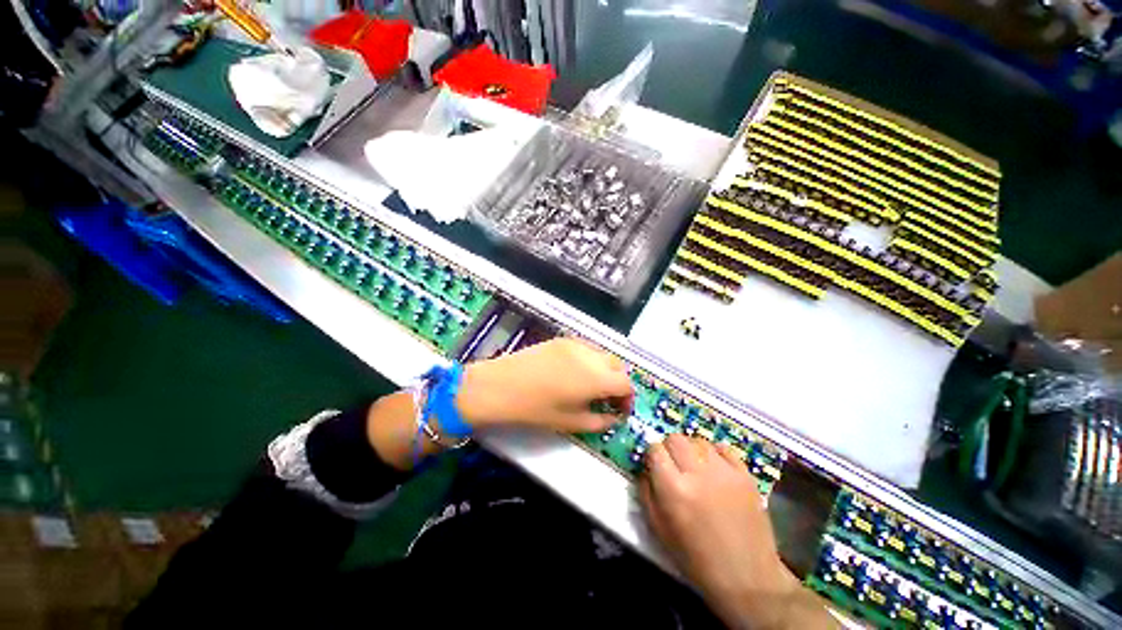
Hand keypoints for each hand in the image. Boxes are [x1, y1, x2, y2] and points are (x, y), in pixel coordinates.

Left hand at [456, 338, 632, 433]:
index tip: (619, 410)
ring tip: (592, 387)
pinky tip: (576, 373)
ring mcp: (576, 343)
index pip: (626, 383)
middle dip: (618, 383)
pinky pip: (586, 348)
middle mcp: (591, 355)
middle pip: (618, 365)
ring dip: (605, 370)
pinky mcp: (562, 339)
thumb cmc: (535, 409)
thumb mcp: (571, 422)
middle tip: (607, 399)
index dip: (627, 399)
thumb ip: (601, 421)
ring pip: (603, 355)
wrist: (500, 386)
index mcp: (596, 377)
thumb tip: (615, 417)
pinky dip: (591, 360)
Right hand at [641, 435, 829, 629]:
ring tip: (696, 467)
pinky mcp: (744, 474)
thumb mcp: (659, 530)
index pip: (654, 449)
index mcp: (673, 489)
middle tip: (674, 465)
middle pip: (675, 438)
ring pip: (698, 440)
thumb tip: (645, 469)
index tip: (655, 465)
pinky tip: (715, 468)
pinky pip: (723, 448)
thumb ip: (646, 493)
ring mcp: (724, 471)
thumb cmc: (696, 558)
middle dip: (669, 448)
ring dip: (691, 450)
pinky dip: (715, 453)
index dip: (652, 455)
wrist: (747, 577)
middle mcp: (697, 473)